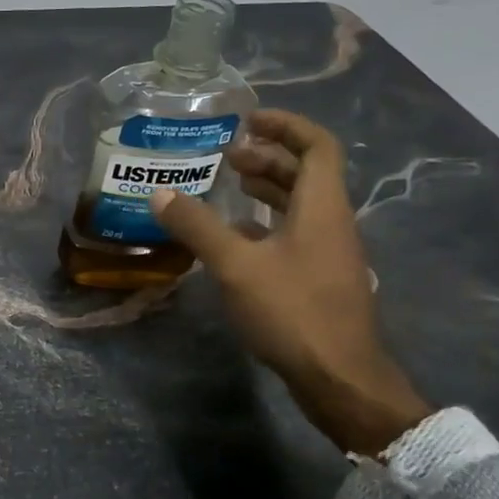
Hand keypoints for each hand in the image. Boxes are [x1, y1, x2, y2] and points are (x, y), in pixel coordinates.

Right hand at [150, 109, 432, 455]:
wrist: (340, 378)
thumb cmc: (293, 312)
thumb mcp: (237, 266)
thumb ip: (198, 227)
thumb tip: (159, 194)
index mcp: (322, 207)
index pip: (316, 146)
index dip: (285, 125)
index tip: (248, 120)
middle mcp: (331, 223)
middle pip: (306, 173)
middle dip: (267, 157)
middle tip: (227, 156)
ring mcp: (328, 253)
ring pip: (300, 205)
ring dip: (267, 189)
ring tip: (227, 186)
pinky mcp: (320, 279)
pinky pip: (294, 233)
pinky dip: (265, 223)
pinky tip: (234, 237)